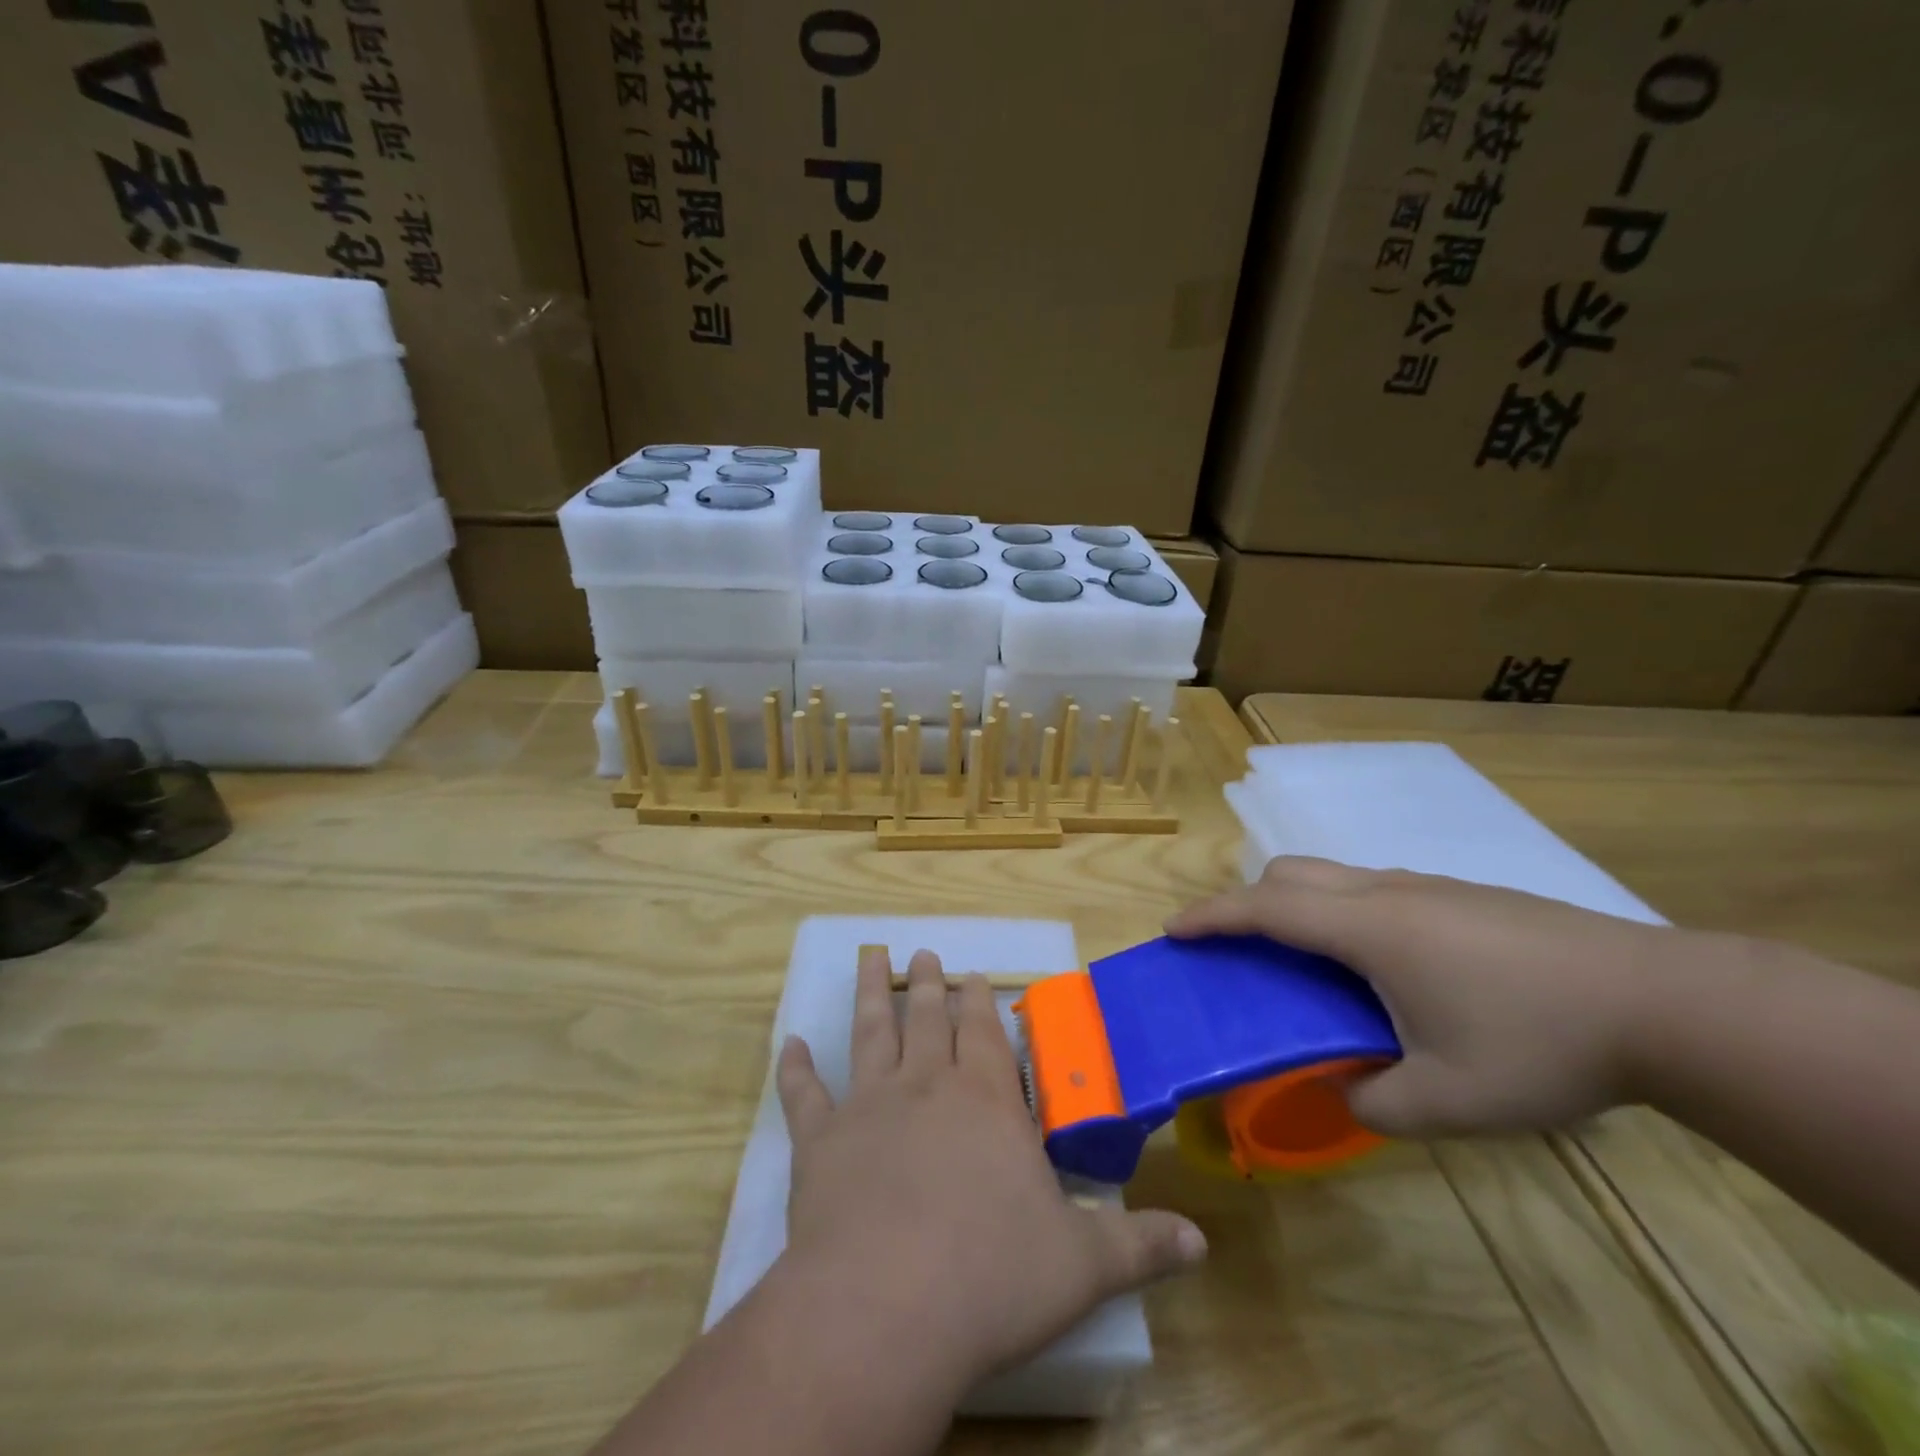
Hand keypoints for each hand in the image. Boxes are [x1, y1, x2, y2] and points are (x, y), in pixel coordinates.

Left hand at [772, 946, 1206, 1395]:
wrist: (887, 1308)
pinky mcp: (819, 1140)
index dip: (979, 1003)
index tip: (973, 975)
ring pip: (870, 1033)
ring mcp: (869, 1106)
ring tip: (870, 959)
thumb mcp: (1082, 1266)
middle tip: (925, 955)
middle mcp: (927, 1087)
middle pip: (928, 1019)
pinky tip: (790, 1043)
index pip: (985, 1035)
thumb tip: (1202, 1241)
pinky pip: (804, 1094)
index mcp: (987, 1103)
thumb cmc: (992, 1278)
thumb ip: (1140, 1245)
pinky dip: (795, 1067)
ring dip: (869, 995)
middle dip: (929, 985)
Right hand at [1166, 856, 1722, 1137]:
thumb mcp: (1450, 1100)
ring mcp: (1427, 888)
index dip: (1212, 916)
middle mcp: (1386, 893)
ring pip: (1334, 876)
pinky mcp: (1462, 895)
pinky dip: (1344, 912)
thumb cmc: (1541, 1044)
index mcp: (1368, 929)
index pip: (1265, 909)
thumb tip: (1342, 1091)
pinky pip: (1374, 888)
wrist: (1664, 1001)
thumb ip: (1376, 1102)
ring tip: (1310, 965)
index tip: (1174, 930)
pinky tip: (1384, 967)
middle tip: (1241, 950)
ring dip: (1299, 906)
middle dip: (1248, 901)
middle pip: (1290, 873)